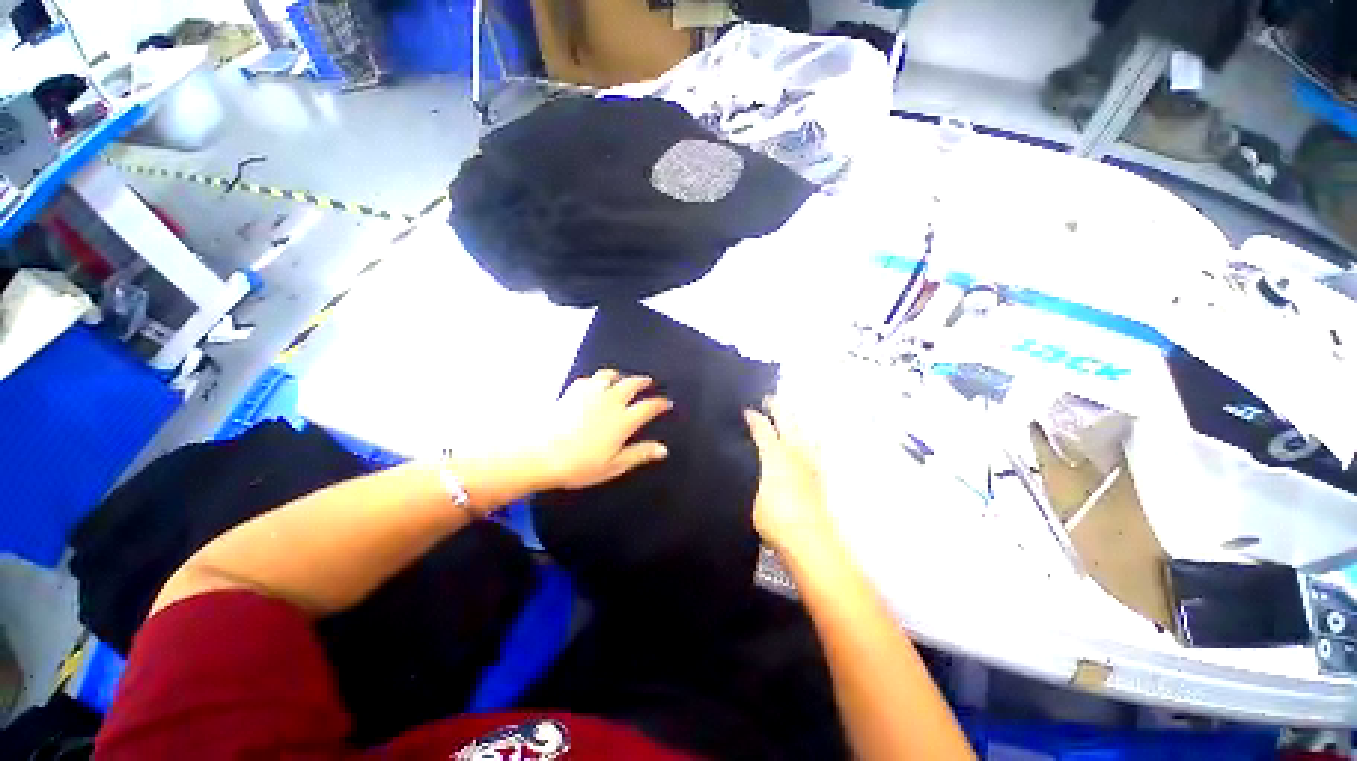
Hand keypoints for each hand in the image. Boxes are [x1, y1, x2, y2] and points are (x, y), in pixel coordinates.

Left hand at [533, 368, 671, 490]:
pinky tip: (594, 384)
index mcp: (623, 420)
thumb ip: (639, 454)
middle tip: (648, 381)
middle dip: (642, 381)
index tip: (665, 403)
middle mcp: (610, 402)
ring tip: (621, 377)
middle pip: (631, 384)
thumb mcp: (613, 465)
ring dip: (619, 375)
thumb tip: (662, 449)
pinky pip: (588, 380)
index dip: (659, 404)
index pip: (648, 407)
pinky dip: (596, 380)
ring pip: (609, 376)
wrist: (539, 454)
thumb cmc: (578, 465)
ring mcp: (590, 394)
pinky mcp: (571, 392)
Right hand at [744, 401, 836, 556]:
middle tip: (769, 399)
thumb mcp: (750, 495)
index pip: (762, 428)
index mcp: (774, 453)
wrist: (809, 538)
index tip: (746, 411)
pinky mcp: (819, 474)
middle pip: (787, 420)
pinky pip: (815, 447)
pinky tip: (807, 443)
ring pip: (805, 430)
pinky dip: (809, 438)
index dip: (753, 417)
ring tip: (790, 416)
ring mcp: (810, 461)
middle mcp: (794, 451)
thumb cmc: (774, 517)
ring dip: (796, 420)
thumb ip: (750, 476)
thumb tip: (747, 465)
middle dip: (777, 407)